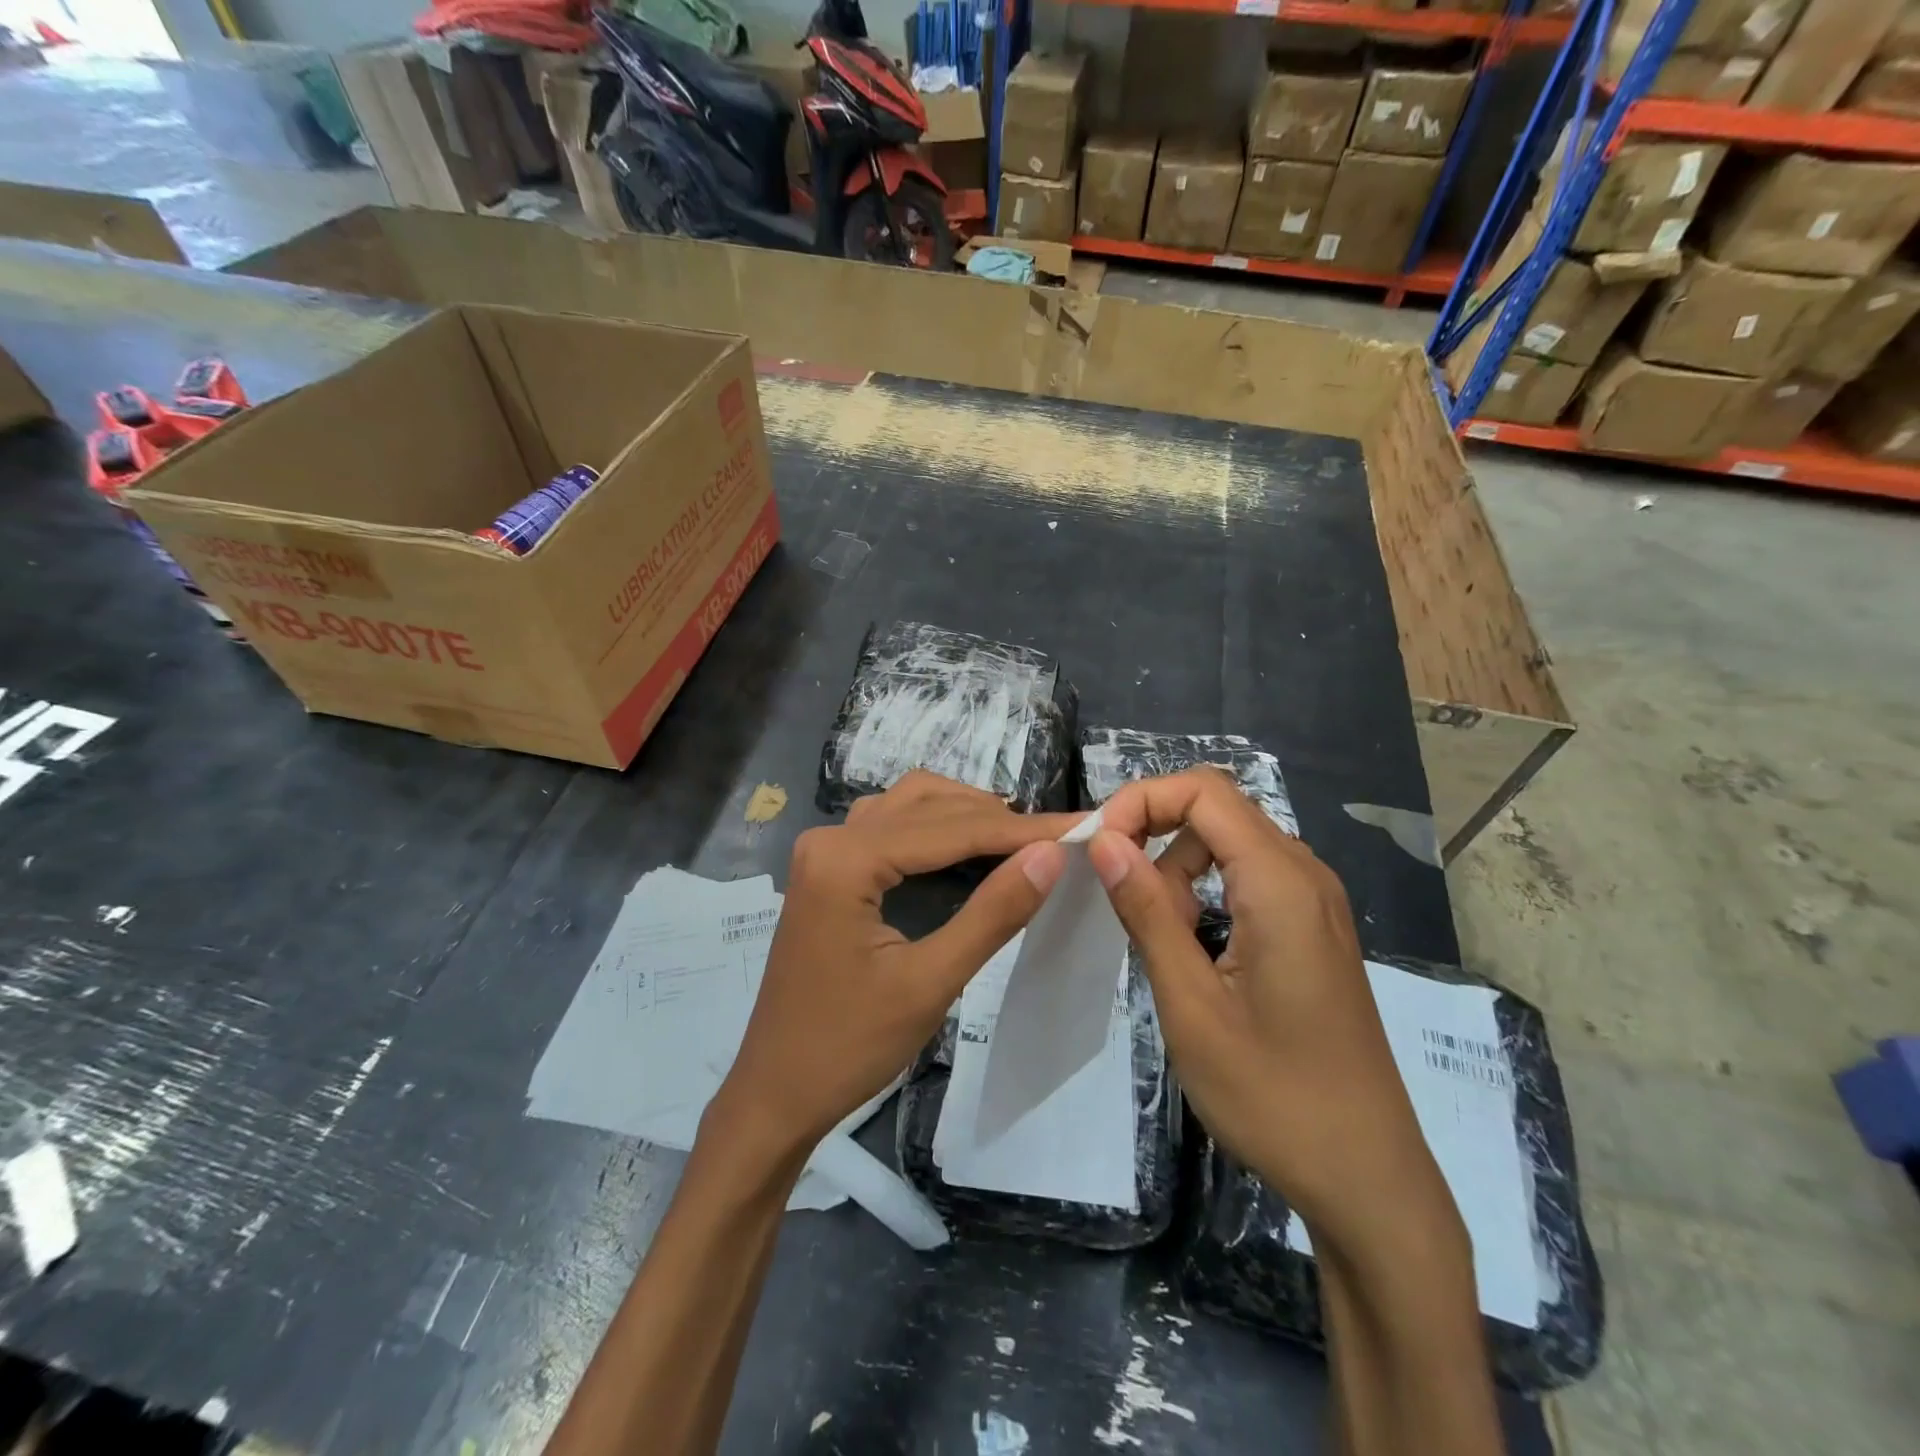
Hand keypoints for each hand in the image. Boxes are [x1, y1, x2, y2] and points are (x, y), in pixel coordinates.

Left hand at [708, 772, 1082, 1159]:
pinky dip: (935, 828)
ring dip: (965, 814)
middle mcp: (830, 838)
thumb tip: (1050, 854)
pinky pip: (890, 827)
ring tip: (1021, 838)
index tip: (1082, 825)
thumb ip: (992, 913)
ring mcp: (825, 851)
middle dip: (997, 820)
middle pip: (928, 807)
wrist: (776, 1092)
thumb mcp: (930, 982)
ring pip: (908, 806)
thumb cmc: (849, 1047)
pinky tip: (969, 848)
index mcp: (845, 860)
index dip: (1022, 829)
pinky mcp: (828, 870)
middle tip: (1059, 837)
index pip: (951, 829)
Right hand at [1087, 768, 1455, 1257]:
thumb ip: (1147, 911)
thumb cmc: (1273, 1096)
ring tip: (1162, 936)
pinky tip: (1196, 946)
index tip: (1099, 848)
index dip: (1141, 801)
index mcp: (1280, 884)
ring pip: (1230, 842)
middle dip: (1154, 831)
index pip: (1203, 791)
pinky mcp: (1313, 929)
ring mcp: (1315, 902)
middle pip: (1216, 808)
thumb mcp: (1190, 1004)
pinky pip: (1249, 876)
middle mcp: (1306, 875)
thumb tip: (1104, 840)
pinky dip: (1207, 890)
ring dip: (1178, 867)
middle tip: (1118, 893)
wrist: (1367, 1179)